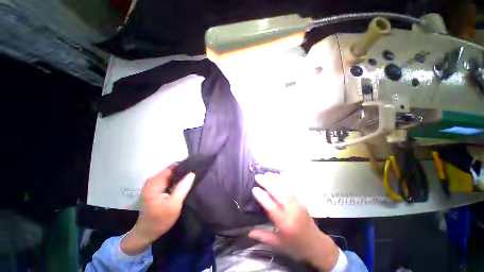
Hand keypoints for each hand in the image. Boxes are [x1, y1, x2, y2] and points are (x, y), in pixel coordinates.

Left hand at [120, 167, 194, 254]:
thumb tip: (192, 173)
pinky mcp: (156, 188)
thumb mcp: (174, 205)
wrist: (146, 233)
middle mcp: (153, 180)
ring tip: (192, 178)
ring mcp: (153, 184)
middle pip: (171, 170)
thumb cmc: (159, 220)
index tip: (196, 168)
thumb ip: (183, 188)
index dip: (185, 166)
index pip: (172, 167)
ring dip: (181, 176)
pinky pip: (169, 179)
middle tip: (196, 174)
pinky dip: (177, 180)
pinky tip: (184, 183)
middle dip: (183, 171)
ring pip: (171, 174)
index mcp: (155, 182)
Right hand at [249, 174, 338, 270]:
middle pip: (278, 193)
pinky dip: (286, 180)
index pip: (271, 206)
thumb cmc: (295, 245)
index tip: (254, 189)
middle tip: (258, 176)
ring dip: (275, 180)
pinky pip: (293, 188)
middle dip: (267, 183)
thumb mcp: (278, 244)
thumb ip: (263, 236)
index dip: (261, 196)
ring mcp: (298, 204)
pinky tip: (281, 175)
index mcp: (284, 223)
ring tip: (267, 174)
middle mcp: (291, 211)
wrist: (315, 244)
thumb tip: (248, 232)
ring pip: (285, 188)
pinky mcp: (302, 201)